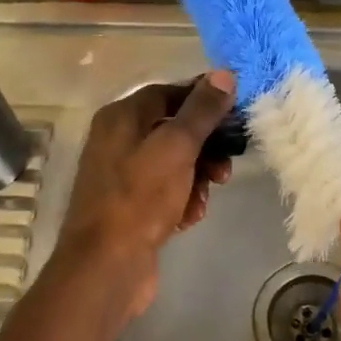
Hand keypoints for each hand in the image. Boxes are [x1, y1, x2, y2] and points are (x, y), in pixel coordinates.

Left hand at [50, 73, 236, 324]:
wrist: (106, 265)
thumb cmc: (140, 197)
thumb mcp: (176, 147)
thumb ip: (201, 111)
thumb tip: (223, 75)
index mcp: (121, 117)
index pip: (168, 93)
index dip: (203, 100)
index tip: (234, 113)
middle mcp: (117, 140)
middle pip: (173, 130)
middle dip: (204, 147)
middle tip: (225, 167)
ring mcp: (122, 176)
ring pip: (173, 163)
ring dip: (197, 177)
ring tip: (206, 196)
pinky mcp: (130, 207)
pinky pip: (165, 192)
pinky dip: (182, 200)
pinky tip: (189, 217)